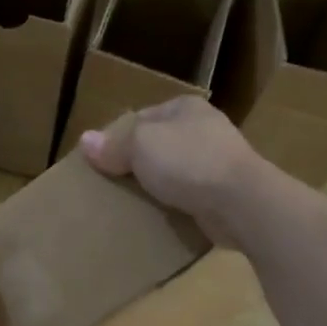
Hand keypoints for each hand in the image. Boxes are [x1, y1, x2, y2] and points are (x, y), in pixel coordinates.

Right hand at [79, 99, 276, 244]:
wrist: (241, 203)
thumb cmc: (188, 161)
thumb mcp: (140, 145)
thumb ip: (113, 145)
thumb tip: (85, 141)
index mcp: (186, 107)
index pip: (142, 117)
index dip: (119, 137)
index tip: (101, 161)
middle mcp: (204, 129)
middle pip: (158, 145)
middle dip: (137, 164)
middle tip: (112, 185)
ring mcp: (219, 162)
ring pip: (174, 172)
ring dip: (157, 187)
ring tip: (131, 204)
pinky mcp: (225, 193)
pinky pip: (189, 196)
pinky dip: (175, 206)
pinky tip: (159, 218)